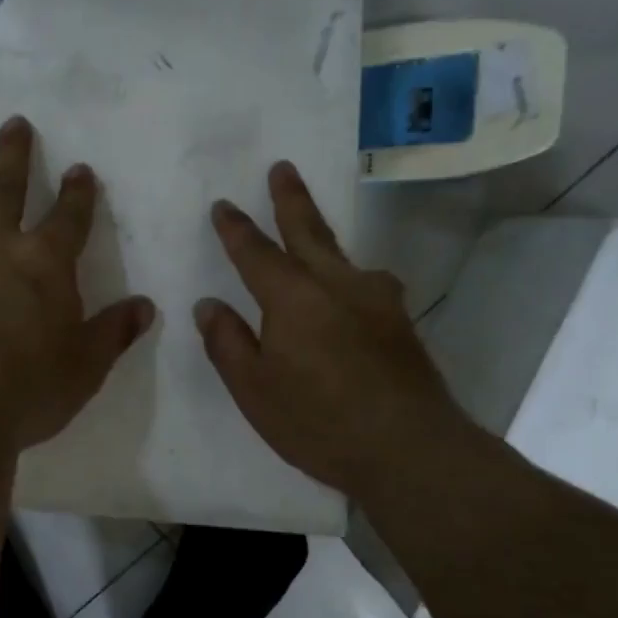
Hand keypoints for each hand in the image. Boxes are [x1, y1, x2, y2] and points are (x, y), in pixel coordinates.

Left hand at [0, 116, 155, 452]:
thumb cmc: (34, 386)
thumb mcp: (87, 364)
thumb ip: (114, 331)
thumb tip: (144, 307)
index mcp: (42, 263)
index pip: (69, 215)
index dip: (78, 191)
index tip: (80, 169)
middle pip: (1, 188)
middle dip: (12, 153)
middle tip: (13, 124)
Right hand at [194, 162, 472, 496]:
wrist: (410, 449)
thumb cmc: (318, 421)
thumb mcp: (254, 390)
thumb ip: (228, 343)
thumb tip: (208, 305)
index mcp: (293, 298)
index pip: (256, 253)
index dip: (236, 229)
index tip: (223, 205)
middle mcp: (337, 285)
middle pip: (310, 231)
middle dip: (291, 199)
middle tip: (283, 167)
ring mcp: (376, 301)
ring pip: (344, 256)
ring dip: (324, 237)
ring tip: (314, 234)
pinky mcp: (400, 324)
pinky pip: (367, 284)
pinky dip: (350, 276)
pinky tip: (353, 293)